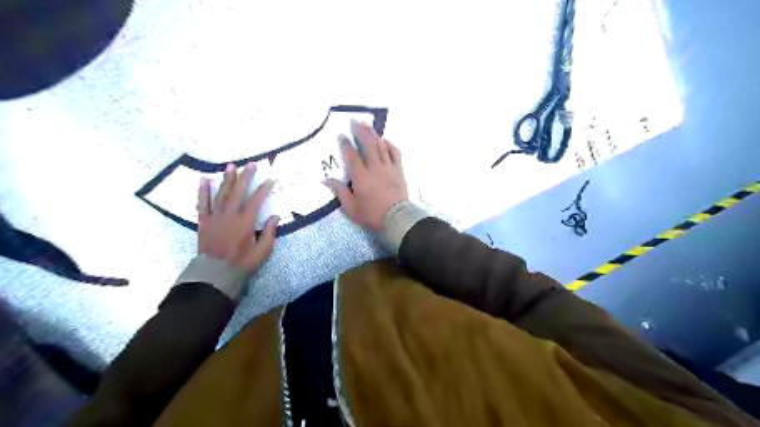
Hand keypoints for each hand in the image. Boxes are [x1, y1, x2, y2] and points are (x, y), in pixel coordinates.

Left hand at [195, 162, 278, 275]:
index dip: (264, 189)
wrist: (215, 274)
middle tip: (251, 164)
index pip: (256, 200)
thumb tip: (275, 216)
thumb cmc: (242, 263)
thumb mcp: (262, 251)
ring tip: (231, 166)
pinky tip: (204, 180)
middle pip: (238, 192)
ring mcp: (215, 217)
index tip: (270, 180)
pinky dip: (203, 191)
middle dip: (246, 177)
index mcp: (245, 222)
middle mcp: (230, 215)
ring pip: (221, 194)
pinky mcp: (204, 222)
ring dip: (227, 179)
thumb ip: (269, 233)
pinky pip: (202, 204)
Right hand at [327, 121, 409, 232]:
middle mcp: (375, 168)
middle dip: (360, 132)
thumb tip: (326, 180)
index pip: (352, 156)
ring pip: (381, 146)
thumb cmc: (372, 215)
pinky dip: (389, 145)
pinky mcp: (399, 170)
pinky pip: (395, 153)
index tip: (342, 135)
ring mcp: (389, 168)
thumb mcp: (351, 208)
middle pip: (367, 145)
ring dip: (373, 134)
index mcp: (361, 177)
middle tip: (354, 122)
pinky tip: (385, 140)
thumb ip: (340, 192)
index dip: (346, 144)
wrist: (397, 219)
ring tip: (367, 125)